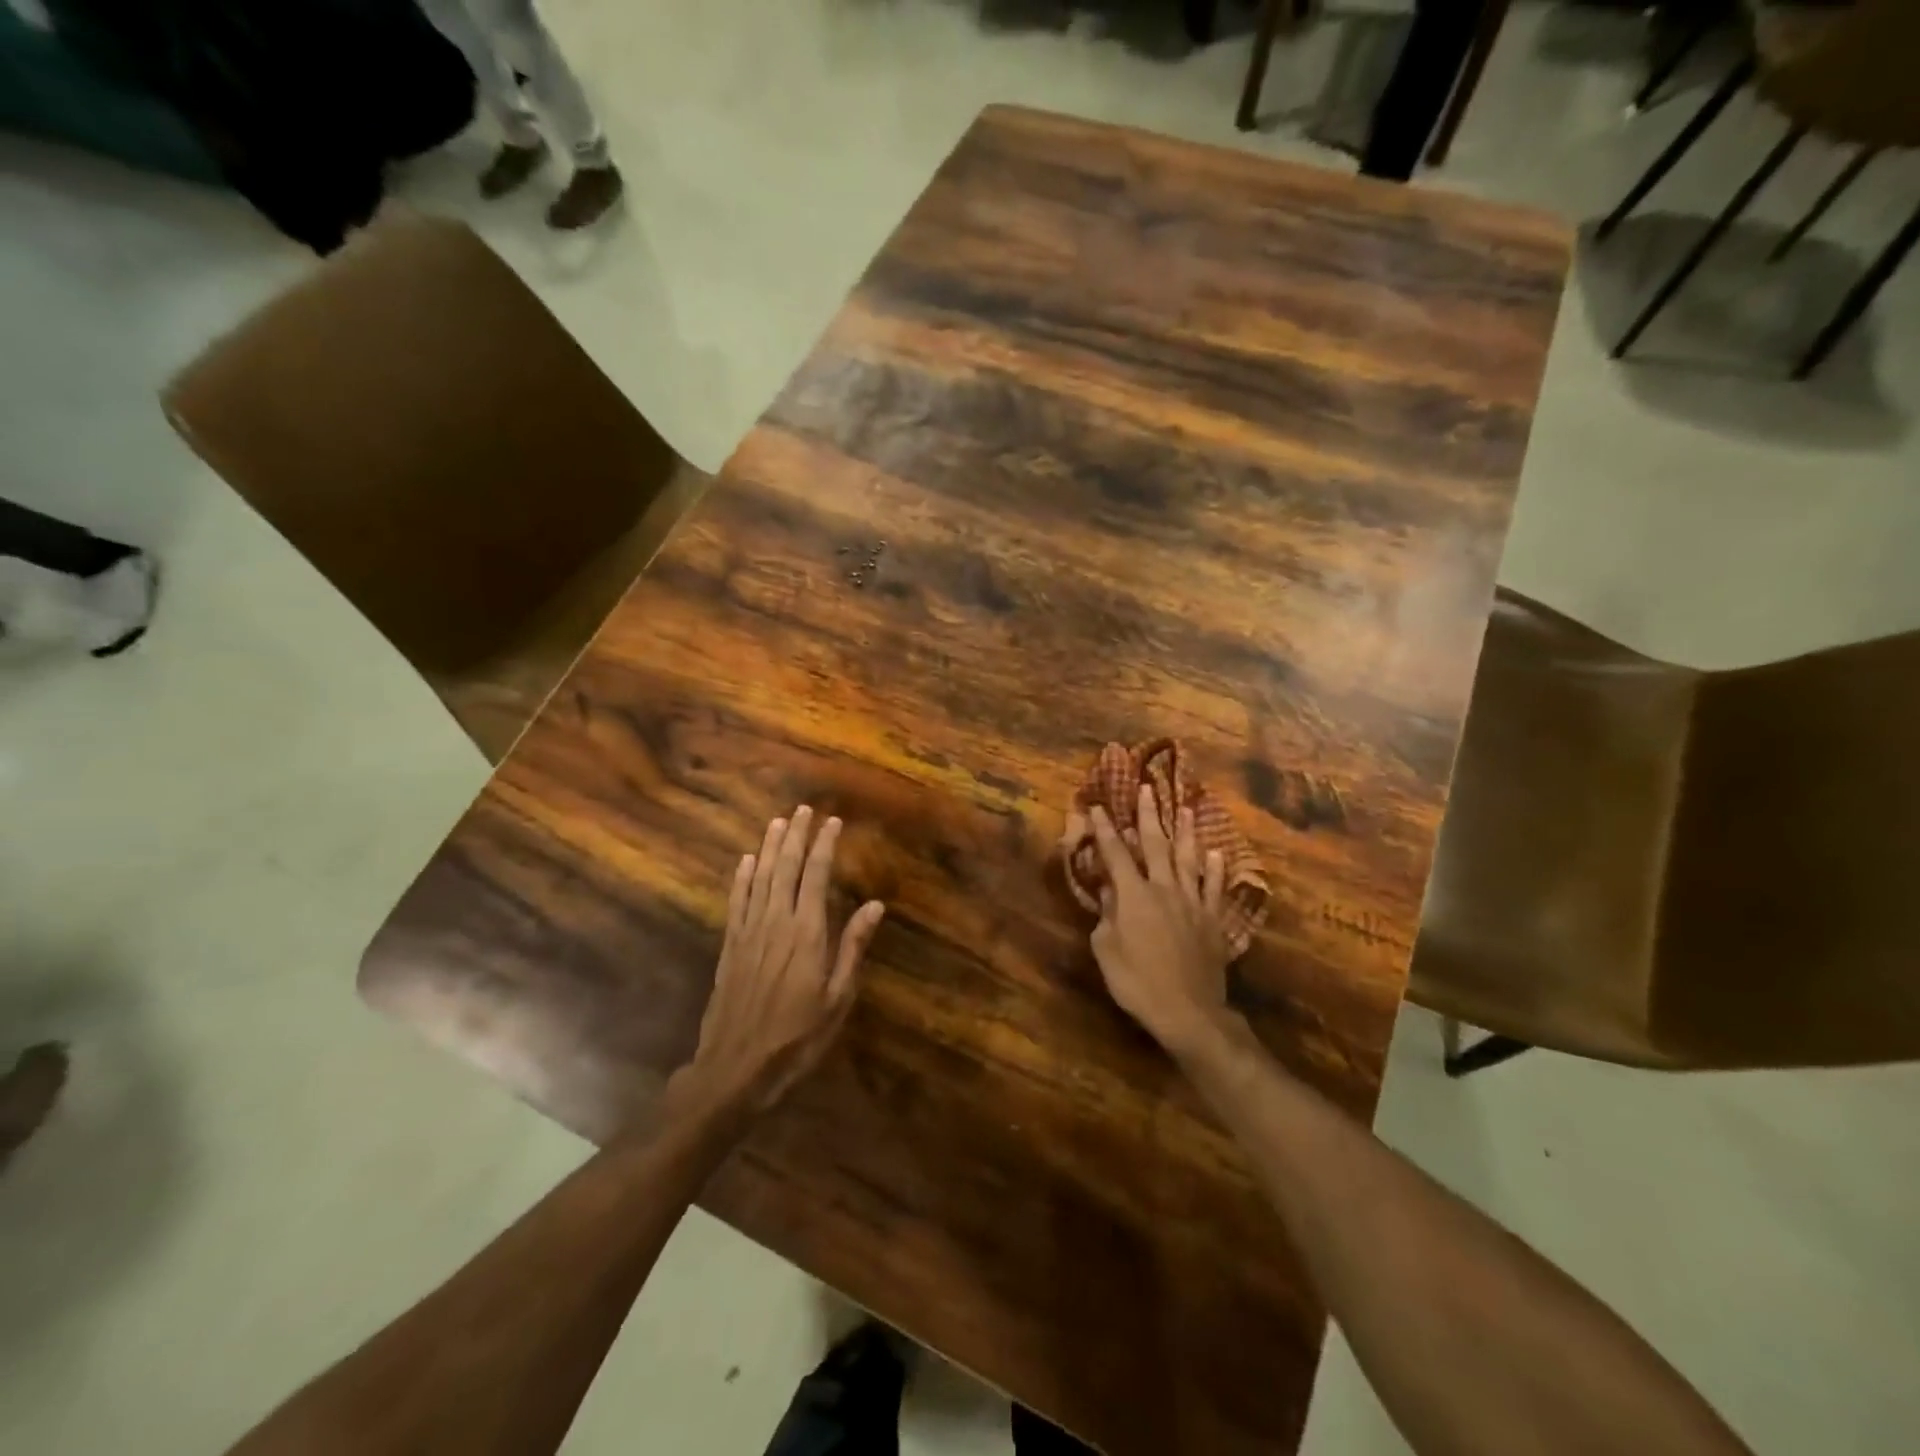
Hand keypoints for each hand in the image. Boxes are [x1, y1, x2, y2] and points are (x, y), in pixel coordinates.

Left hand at [675, 806, 885, 1120]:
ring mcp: (749, 933)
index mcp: (807, 933)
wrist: (736, 1068)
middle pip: (785, 868)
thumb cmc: (797, 1037)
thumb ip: (853, 948)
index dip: (824, 845)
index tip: (832, 822)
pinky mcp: (730, 947)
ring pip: (759, 878)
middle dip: (795, 836)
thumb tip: (874, 906)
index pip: (815, 876)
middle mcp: (776, 922)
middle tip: (803, 810)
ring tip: (777, 822)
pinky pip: (737, 901)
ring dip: (769, 847)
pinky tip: (746, 861)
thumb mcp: (837, 999)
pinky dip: (742, 878)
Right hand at [1083, 785, 1234, 1056]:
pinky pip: (1214, 887)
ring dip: (1185, 832)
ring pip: (1189, 859)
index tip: (1098, 807)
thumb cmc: (1137, 982)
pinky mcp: (1212, 920)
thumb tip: (1109, 893)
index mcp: (1134, 896)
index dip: (1105, 830)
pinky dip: (1214, 869)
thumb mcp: (1106, 950)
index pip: (1115, 855)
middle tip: (1147, 788)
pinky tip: (1215, 853)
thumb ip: (1106, 917)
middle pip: (1155, 845)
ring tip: (1185, 808)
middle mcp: (1164, 889)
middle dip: (1148, 815)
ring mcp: (1192, 903)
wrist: (1189, 1011)